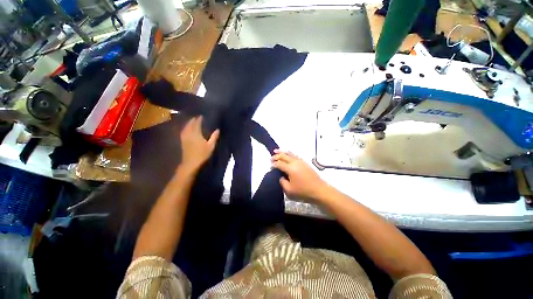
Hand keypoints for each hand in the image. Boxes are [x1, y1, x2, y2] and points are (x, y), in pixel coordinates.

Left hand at [180, 116, 219, 172]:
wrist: (191, 163)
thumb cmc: (202, 154)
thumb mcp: (210, 146)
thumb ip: (214, 137)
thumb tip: (217, 130)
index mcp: (196, 133)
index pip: (197, 123)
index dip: (199, 119)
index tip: (202, 116)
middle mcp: (189, 133)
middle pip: (190, 124)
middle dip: (193, 120)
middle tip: (197, 117)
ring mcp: (184, 137)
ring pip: (185, 127)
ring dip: (188, 123)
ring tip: (192, 121)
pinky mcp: (182, 141)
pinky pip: (183, 131)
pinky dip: (185, 128)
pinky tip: (186, 129)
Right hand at [271, 149, 326, 199]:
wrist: (319, 190)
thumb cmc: (303, 192)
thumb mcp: (289, 191)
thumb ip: (282, 182)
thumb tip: (281, 177)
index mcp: (290, 169)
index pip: (279, 163)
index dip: (273, 164)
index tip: (270, 166)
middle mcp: (295, 162)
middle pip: (284, 156)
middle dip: (276, 156)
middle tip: (271, 158)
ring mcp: (301, 161)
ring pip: (290, 153)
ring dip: (282, 152)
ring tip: (277, 150)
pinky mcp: (305, 162)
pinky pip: (295, 155)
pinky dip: (289, 153)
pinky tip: (288, 154)